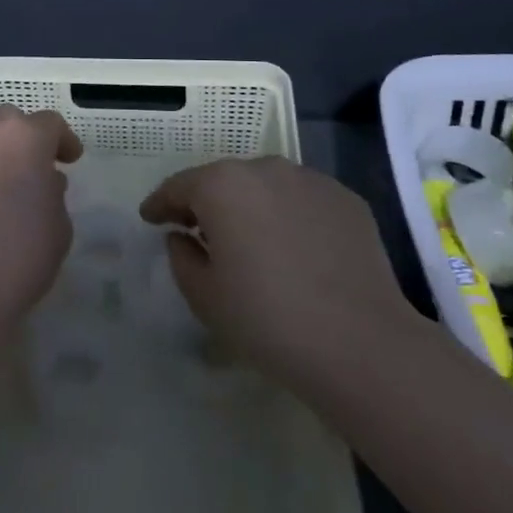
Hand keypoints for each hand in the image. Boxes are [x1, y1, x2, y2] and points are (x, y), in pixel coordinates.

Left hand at [0, 106, 83, 330]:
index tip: (70, 159)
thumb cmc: (18, 255)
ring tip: (1, 187)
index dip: (63, 141)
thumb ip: (52, 194)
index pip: (50, 124)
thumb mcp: (58, 226)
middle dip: (23, 138)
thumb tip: (41, 183)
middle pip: (8, 121)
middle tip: (33, 167)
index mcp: (25, 137)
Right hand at [140, 157, 415, 397]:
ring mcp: (311, 180)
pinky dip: (289, 216)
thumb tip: (182, 237)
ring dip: (251, 207)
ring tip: (251, 241)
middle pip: (224, 181)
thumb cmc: (267, 319)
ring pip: (266, 187)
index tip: (150, 218)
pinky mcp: (346, 199)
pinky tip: (294, 250)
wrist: (361, 344)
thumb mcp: (204, 296)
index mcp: (222, 185)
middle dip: (207, 203)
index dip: (160, 203)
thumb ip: (181, 257)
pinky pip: (302, 201)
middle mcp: (265, 168)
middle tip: (198, 233)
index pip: (179, 186)